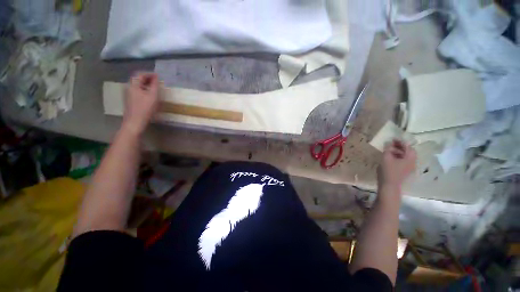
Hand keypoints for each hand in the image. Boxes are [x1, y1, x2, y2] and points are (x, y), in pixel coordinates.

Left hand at [121, 72, 159, 135]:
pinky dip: (144, 89)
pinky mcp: (130, 99)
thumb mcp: (153, 96)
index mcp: (133, 85)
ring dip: (146, 84)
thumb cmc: (145, 109)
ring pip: (137, 85)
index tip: (158, 76)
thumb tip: (156, 77)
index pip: (140, 74)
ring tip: (154, 87)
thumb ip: (154, 85)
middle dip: (147, 78)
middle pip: (137, 79)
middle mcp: (129, 87)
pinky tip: (149, 94)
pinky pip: (137, 90)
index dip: (149, 74)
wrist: (135, 121)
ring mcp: (128, 94)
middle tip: (157, 81)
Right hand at [377, 140, 416, 190]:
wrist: (389, 185)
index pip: (408, 146)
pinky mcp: (405, 171)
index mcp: (410, 158)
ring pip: (406, 156)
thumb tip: (388, 142)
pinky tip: (390, 157)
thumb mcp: (386, 158)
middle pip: (408, 151)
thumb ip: (388, 149)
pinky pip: (403, 161)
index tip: (392, 138)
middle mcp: (413, 162)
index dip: (400, 141)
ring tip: (389, 150)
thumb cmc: (388, 171)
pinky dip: (398, 156)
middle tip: (391, 143)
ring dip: (398, 151)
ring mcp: (409, 167)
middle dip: (400, 146)